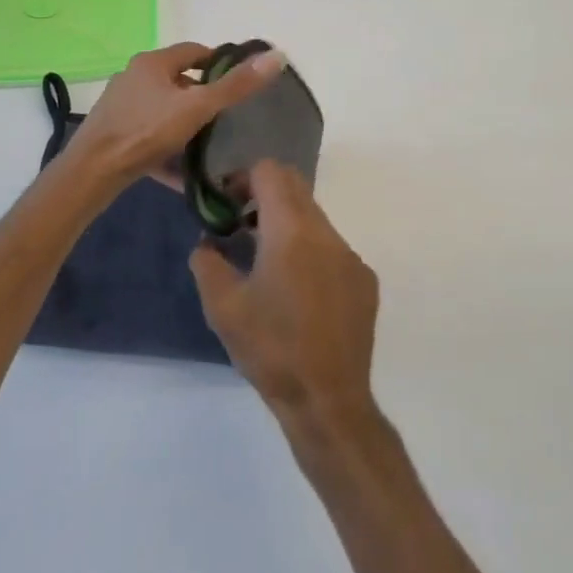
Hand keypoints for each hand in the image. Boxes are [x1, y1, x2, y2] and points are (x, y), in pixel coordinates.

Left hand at [63, 42, 284, 189]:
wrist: (92, 172)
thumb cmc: (146, 132)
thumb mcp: (198, 108)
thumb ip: (236, 86)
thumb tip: (277, 56)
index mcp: (153, 62)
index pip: (195, 51)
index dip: (219, 64)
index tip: (239, 84)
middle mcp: (133, 76)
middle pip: (178, 80)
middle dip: (202, 97)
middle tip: (226, 119)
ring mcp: (121, 105)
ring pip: (163, 108)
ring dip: (184, 122)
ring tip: (207, 144)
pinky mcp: (113, 131)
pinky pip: (148, 133)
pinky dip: (166, 146)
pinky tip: (180, 170)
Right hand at [190, 160, 379, 424]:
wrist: (327, 400)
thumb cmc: (270, 349)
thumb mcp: (222, 307)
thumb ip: (207, 262)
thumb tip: (209, 243)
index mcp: (291, 231)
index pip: (270, 171)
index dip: (243, 178)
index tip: (226, 205)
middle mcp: (326, 233)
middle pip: (295, 187)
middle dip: (264, 195)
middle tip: (240, 226)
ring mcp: (350, 256)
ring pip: (314, 218)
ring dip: (287, 224)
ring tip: (265, 263)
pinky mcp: (364, 280)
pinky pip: (332, 247)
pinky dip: (309, 250)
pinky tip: (297, 292)